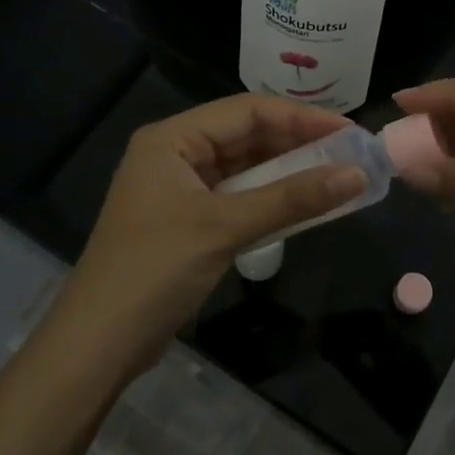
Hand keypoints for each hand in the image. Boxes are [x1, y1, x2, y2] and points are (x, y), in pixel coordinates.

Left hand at [59, 94, 366, 369]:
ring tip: (338, 175)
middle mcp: (175, 154)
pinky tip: (305, 205)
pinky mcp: (188, 220)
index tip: (349, 132)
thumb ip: (291, 199)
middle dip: (298, 143)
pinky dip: (271, 199)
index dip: (301, 118)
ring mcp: (180, 189)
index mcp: (172, 139)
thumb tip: (356, 175)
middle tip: (351, 154)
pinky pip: (238, 197)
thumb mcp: (225, 228)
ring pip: (245, 167)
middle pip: (246, 135)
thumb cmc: (155, 271)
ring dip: (288, 172)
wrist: (99, 344)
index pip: (247, 110)